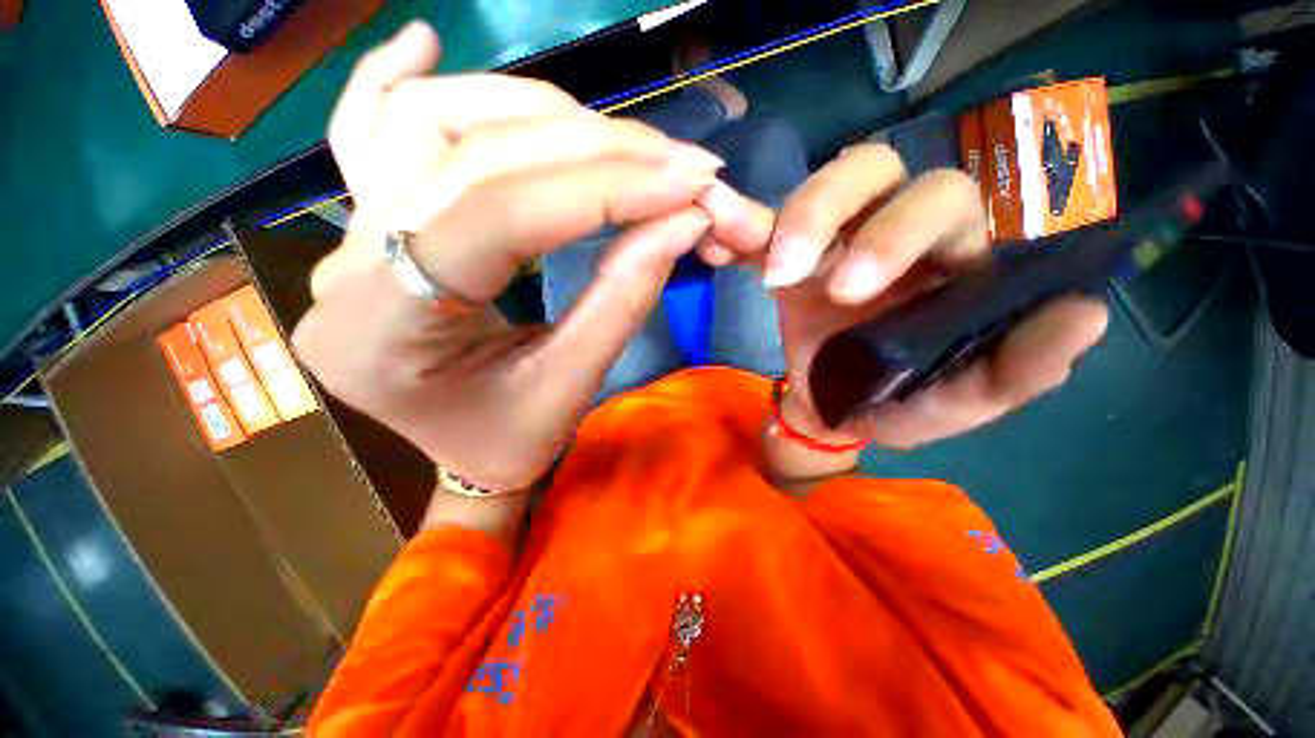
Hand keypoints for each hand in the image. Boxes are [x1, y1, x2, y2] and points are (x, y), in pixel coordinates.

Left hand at [293, 24, 725, 488]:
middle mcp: (345, 268)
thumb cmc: (512, 441)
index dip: (603, 188)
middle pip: (471, 156)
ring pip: (428, 123)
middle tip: (672, 159)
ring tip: (612, 133)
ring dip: (531, 109)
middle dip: (591, 148)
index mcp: (385, 331)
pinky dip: (392, 79)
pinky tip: (425, 41)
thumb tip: (682, 219)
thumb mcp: (572, 385)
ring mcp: (343, 237)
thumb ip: (624, 297)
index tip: (685, 182)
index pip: (500, 216)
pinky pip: (363, 132)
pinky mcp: (363, 227)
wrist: (466, 456)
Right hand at [700, 144, 1108, 449]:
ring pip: (817, 188)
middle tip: (798, 278)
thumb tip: (1083, 315)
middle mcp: (895, 230)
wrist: (831, 407)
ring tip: (763, 270)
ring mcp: (836, 239)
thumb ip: (1015, 373)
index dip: (900, 230)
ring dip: (787, 219)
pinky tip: (710, 240)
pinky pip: (758, 227)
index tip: (849, 290)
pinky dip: (735, 227)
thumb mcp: (954, 404)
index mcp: (947, 260)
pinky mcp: (786, 256)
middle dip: (833, 218)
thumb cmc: (897, 403)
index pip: (945, 203)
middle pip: (876, 171)